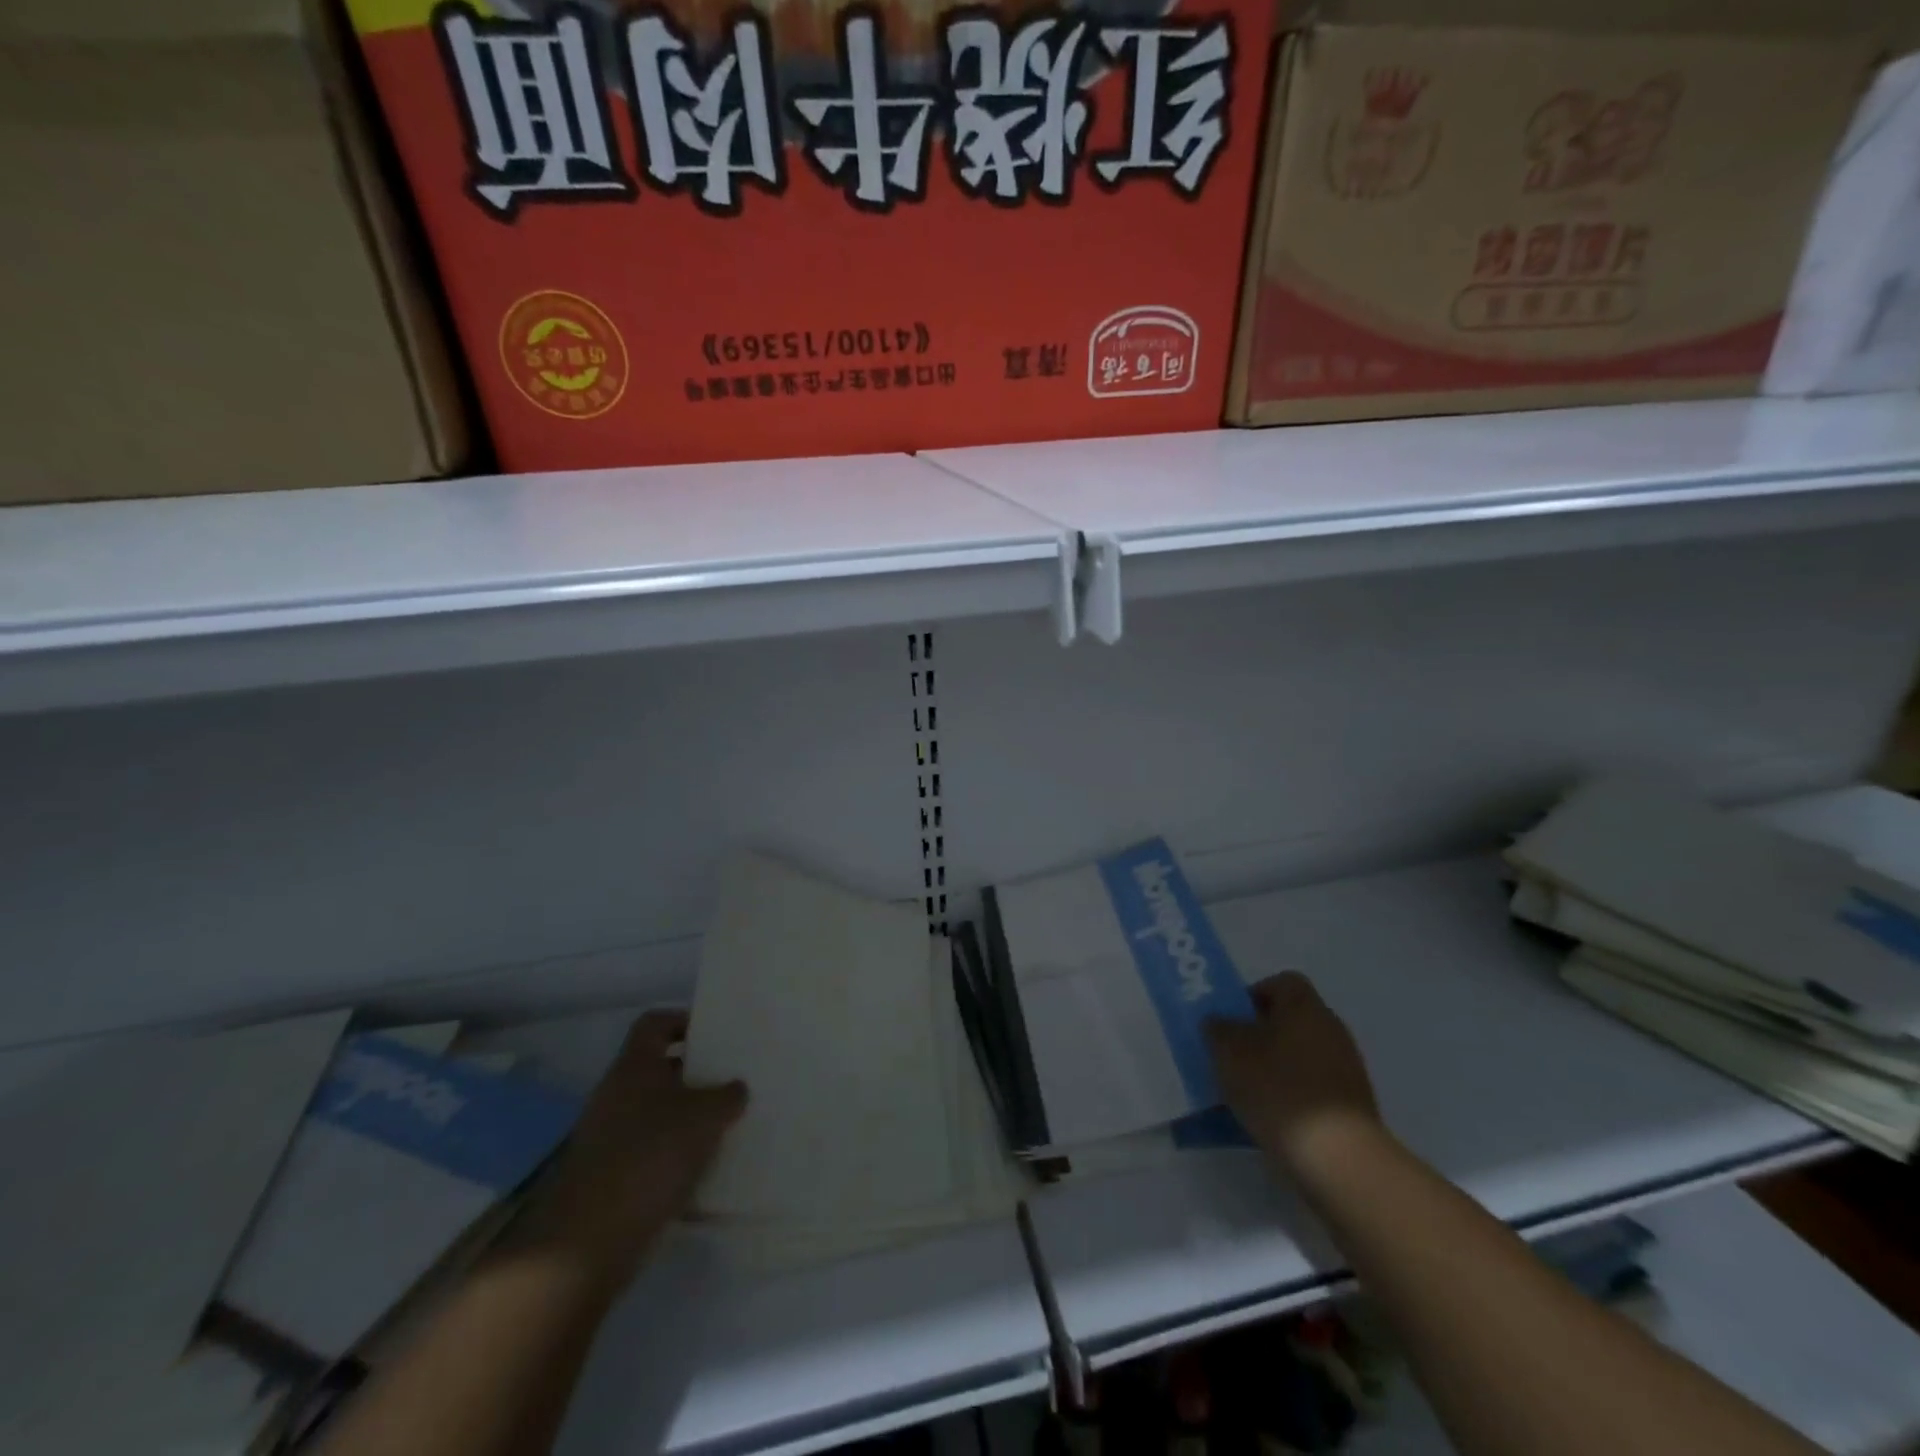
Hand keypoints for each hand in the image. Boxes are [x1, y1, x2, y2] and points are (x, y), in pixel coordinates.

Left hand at [510, 1010, 746, 1288]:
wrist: (587, 1243)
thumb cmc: (649, 1157)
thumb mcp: (704, 1118)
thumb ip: (727, 1096)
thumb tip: (736, 1088)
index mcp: (634, 1066)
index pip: (655, 1023)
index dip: (684, 1021)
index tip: (716, 1034)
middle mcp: (616, 1094)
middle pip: (659, 1068)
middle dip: (695, 1073)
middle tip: (733, 1079)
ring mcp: (608, 1137)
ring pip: (656, 1111)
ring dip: (688, 1116)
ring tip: (727, 1124)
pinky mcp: (609, 1176)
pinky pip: (650, 1150)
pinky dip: (675, 1153)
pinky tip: (704, 1167)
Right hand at [1206, 972, 1383, 1182]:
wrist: (1338, 1158)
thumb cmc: (1279, 1089)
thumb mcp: (1229, 1053)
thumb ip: (1218, 1029)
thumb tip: (1217, 1021)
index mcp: (1305, 1006)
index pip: (1280, 982)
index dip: (1252, 995)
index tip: (1231, 1021)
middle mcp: (1331, 1029)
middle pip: (1289, 1020)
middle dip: (1259, 1034)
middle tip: (1231, 1056)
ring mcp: (1347, 1068)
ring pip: (1299, 1055)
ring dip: (1274, 1067)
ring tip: (1246, 1092)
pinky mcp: (1352, 1105)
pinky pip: (1312, 1087)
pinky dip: (1292, 1095)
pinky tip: (1271, 1117)